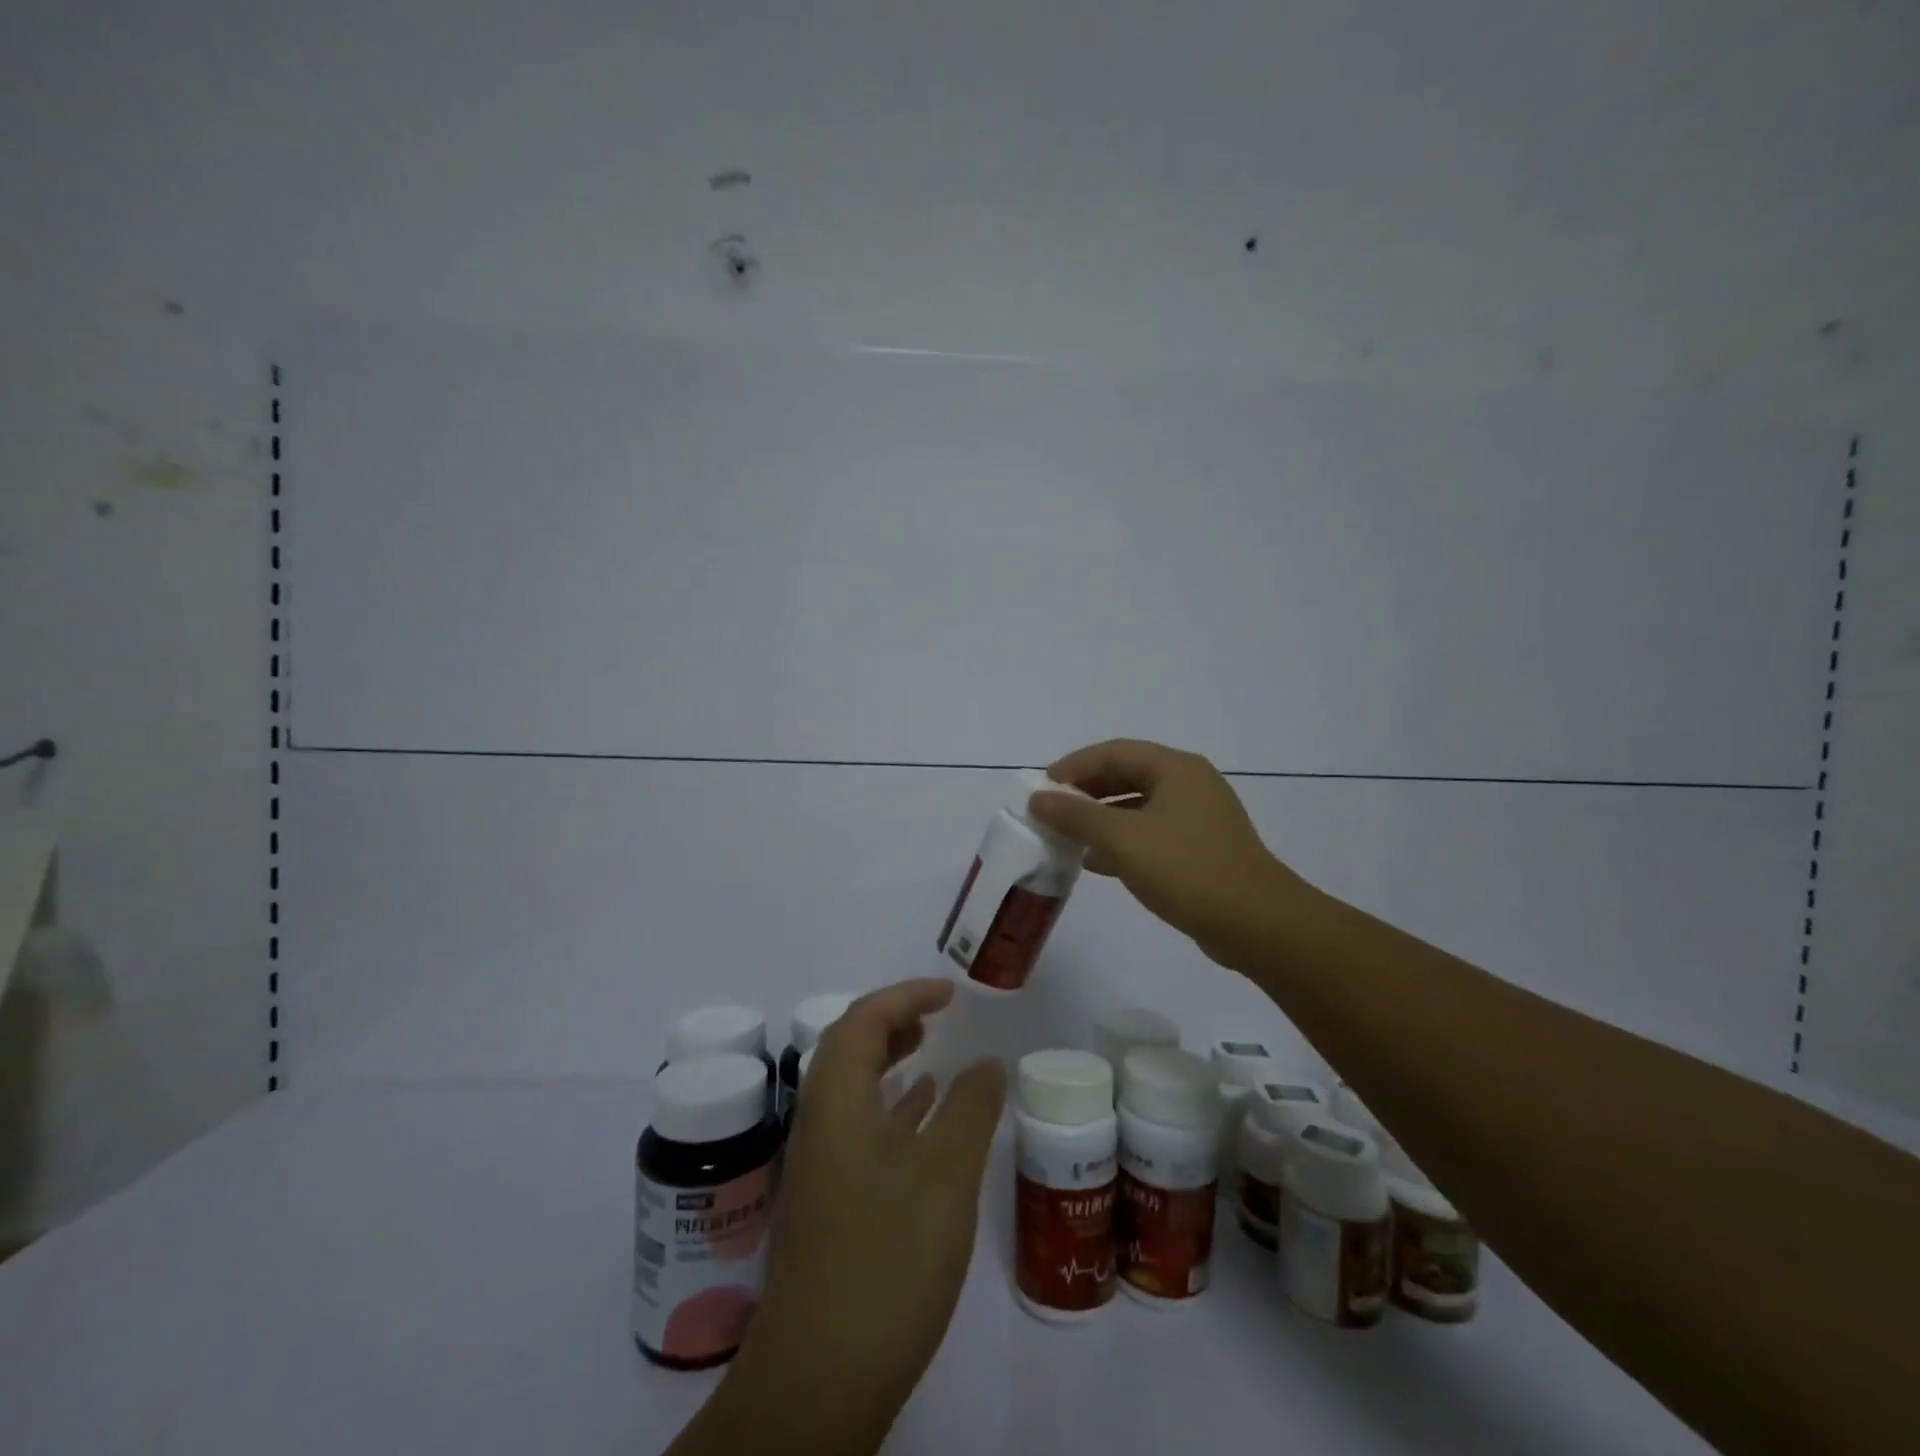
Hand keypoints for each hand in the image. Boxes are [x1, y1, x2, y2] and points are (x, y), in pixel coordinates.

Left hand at [723, 980, 1005, 1452]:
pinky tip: (922, 1118)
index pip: (863, 1020)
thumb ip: (970, 1108)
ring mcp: (822, 1165)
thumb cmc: (887, 1257)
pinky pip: (861, 1127)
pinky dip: (892, 1107)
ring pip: (854, 1089)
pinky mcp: (832, 1202)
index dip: (905, 996)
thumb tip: (986, 1062)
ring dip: (889, 1061)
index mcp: (835, 1100)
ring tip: (930, 1051)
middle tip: (937, 1016)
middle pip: (849, 1048)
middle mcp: (820, 1122)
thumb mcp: (946, 1173)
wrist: (822, 1377)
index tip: (949, 993)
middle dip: (893, 1021)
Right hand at [1028, 738, 1314, 966]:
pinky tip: (1098, 863)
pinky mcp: (1202, 848)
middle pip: (1127, 775)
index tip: (1042, 788)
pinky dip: (1123, 841)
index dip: (1074, 766)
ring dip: (1102, 818)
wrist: (1257, 924)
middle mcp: (1190, 784)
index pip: (1114, 751)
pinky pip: (1152, 833)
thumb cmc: (1188, 870)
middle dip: (1087, 792)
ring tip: (1068, 838)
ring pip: (1139, 806)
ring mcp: (1199, 817)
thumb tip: (1038, 798)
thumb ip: (1077, 816)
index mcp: (1176, 769)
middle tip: (1053, 812)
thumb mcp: (1124, 840)